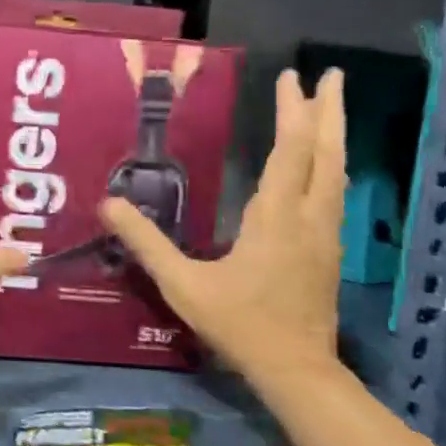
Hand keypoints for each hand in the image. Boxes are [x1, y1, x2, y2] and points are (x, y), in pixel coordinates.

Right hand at [99, 68, 345, 374]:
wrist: (296, 370)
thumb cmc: (239, 324)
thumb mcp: (182, 284)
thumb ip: (146, 242)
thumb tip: (108, 204)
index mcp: (276, 217)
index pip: (290, 152)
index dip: (292, 112)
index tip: (292, 77)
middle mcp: (308, 217)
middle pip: (327, 153)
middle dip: (329, 111)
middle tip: (330, 75)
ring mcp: (325, 234)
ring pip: (337, 172)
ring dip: (334, 134)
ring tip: (331, 107)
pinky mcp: (328, 250)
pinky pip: (334, 191)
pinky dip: (330, 163)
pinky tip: (323, 165)